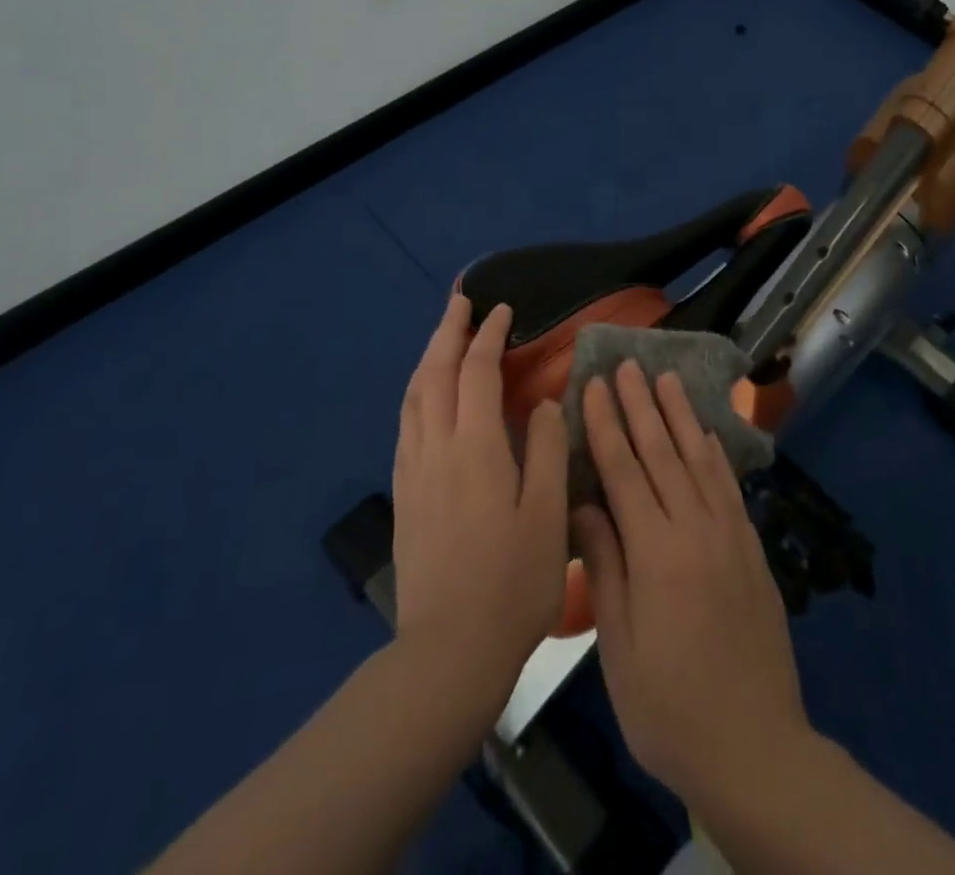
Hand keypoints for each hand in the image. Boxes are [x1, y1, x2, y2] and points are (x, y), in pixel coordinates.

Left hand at [391, 294, 569, 697]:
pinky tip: (425, 399)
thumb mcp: (549, 514)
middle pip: (434, 373)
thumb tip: (546, 402)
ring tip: (442, 340)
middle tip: (460, 303)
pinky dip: (416, 394)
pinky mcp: (404, 496)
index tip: (503, 311)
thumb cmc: (512, 582)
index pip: (477, 372)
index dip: (489, 336)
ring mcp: (414, 472)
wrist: (449, 651)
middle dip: (448, 332)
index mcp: (476, 447)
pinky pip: (406, 424)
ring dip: (427, 359)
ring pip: (413, 397)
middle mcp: (437, 448)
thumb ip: (550, 449)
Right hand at [571, 362, 813, 808]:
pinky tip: (705, 432)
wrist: (754, 748)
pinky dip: (714, 453)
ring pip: (698, 459)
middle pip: (662, 452)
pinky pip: (729, 487)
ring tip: (665, 377)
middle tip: (626, 363)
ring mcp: (729, 536)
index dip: (605, 424)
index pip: (624, 470)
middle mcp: (695, 529)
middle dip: (640, 404)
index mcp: (656, 553)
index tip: (592, 384)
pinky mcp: (751, 549)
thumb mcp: (619, 647)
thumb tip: (584, 504)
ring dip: (679, 415)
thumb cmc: (669, 707)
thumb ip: (605, 566)